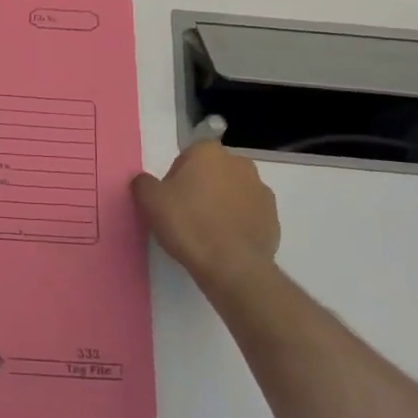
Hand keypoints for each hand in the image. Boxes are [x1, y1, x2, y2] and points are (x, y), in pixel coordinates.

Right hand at [131, 141, 279, 287]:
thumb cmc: (188, 224)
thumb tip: (144, 181)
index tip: (171, 200)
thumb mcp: (150, 201)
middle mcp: (239, 163)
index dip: (177, 177)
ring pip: (234, 192)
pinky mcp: (273, 217)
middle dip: (203, 188)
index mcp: (209, 152)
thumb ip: (143, 183)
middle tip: (187, 216)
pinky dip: (239, 224)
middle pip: (213, 172)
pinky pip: (249, 215)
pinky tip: (226, 243)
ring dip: (223, 205)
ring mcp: (261, 190)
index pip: (188, 156)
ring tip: (208, 233)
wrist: (231, 266)